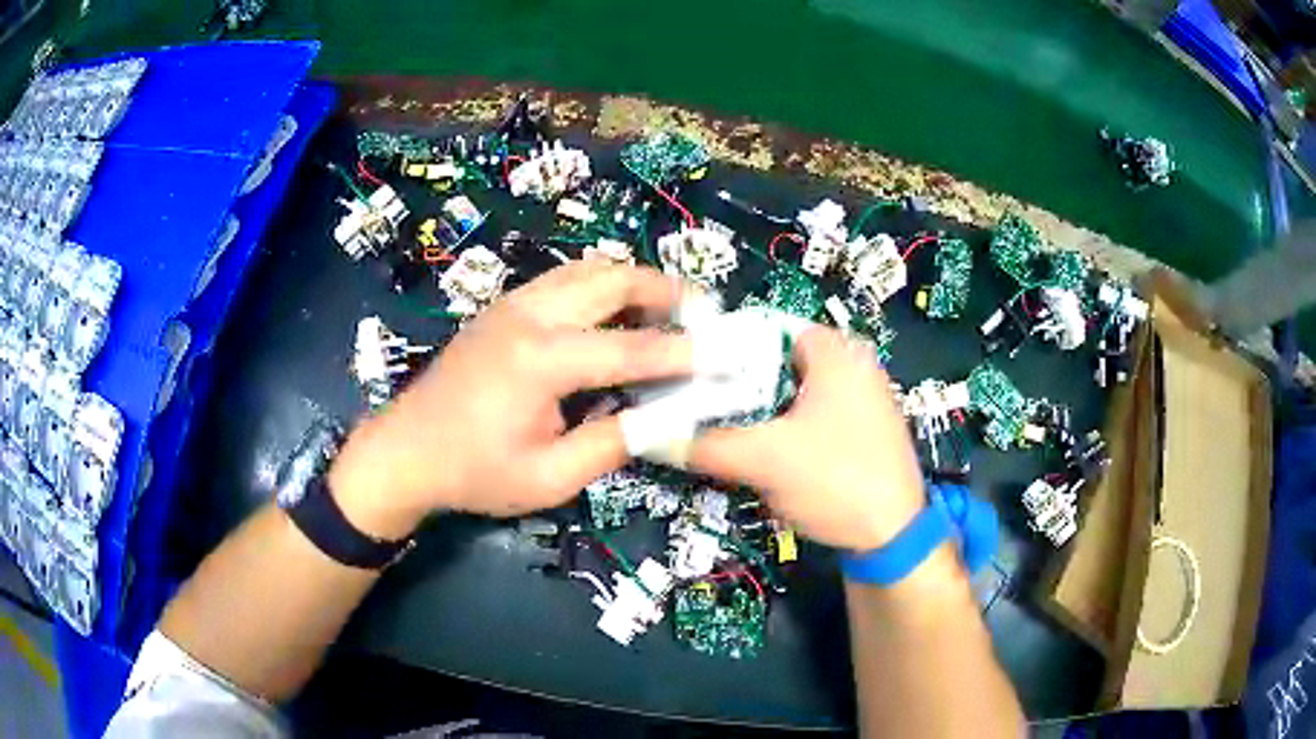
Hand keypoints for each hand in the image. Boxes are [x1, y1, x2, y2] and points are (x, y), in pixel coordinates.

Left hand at [329, 262, 692, 537]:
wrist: (406, 451)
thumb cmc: (475, 472)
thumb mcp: (549, 478)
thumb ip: (610, 443)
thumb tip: (662, 418)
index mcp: (541, 360)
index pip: (631, 349)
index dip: (684, 354)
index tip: (725, 355)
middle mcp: (529, 315)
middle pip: (611, 279)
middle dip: (664, 291)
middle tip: (702, 313)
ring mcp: (512, 304)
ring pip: (587, 268)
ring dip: (632, 281)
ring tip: (666, 308)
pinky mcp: (502, 307)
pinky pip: (563, 279)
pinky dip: (600, 285)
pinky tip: (613, 313)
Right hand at [690, 327, 924, 551]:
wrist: (893, 536)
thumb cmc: (834, 480)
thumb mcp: (763, 460)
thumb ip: (706, 445)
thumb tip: (655, 437)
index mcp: (836, 353)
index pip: (767, 328)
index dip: (726, 349)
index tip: (693, 375)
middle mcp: (855, 364)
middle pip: (781, 361)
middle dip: (742, 383)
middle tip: (705, 405)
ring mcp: (865, 397)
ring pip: (798, 390)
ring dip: (765, 408)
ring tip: (728, 428)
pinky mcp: (867, 428)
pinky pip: (817, 412)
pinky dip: (790, 424)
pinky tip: (769, 449)